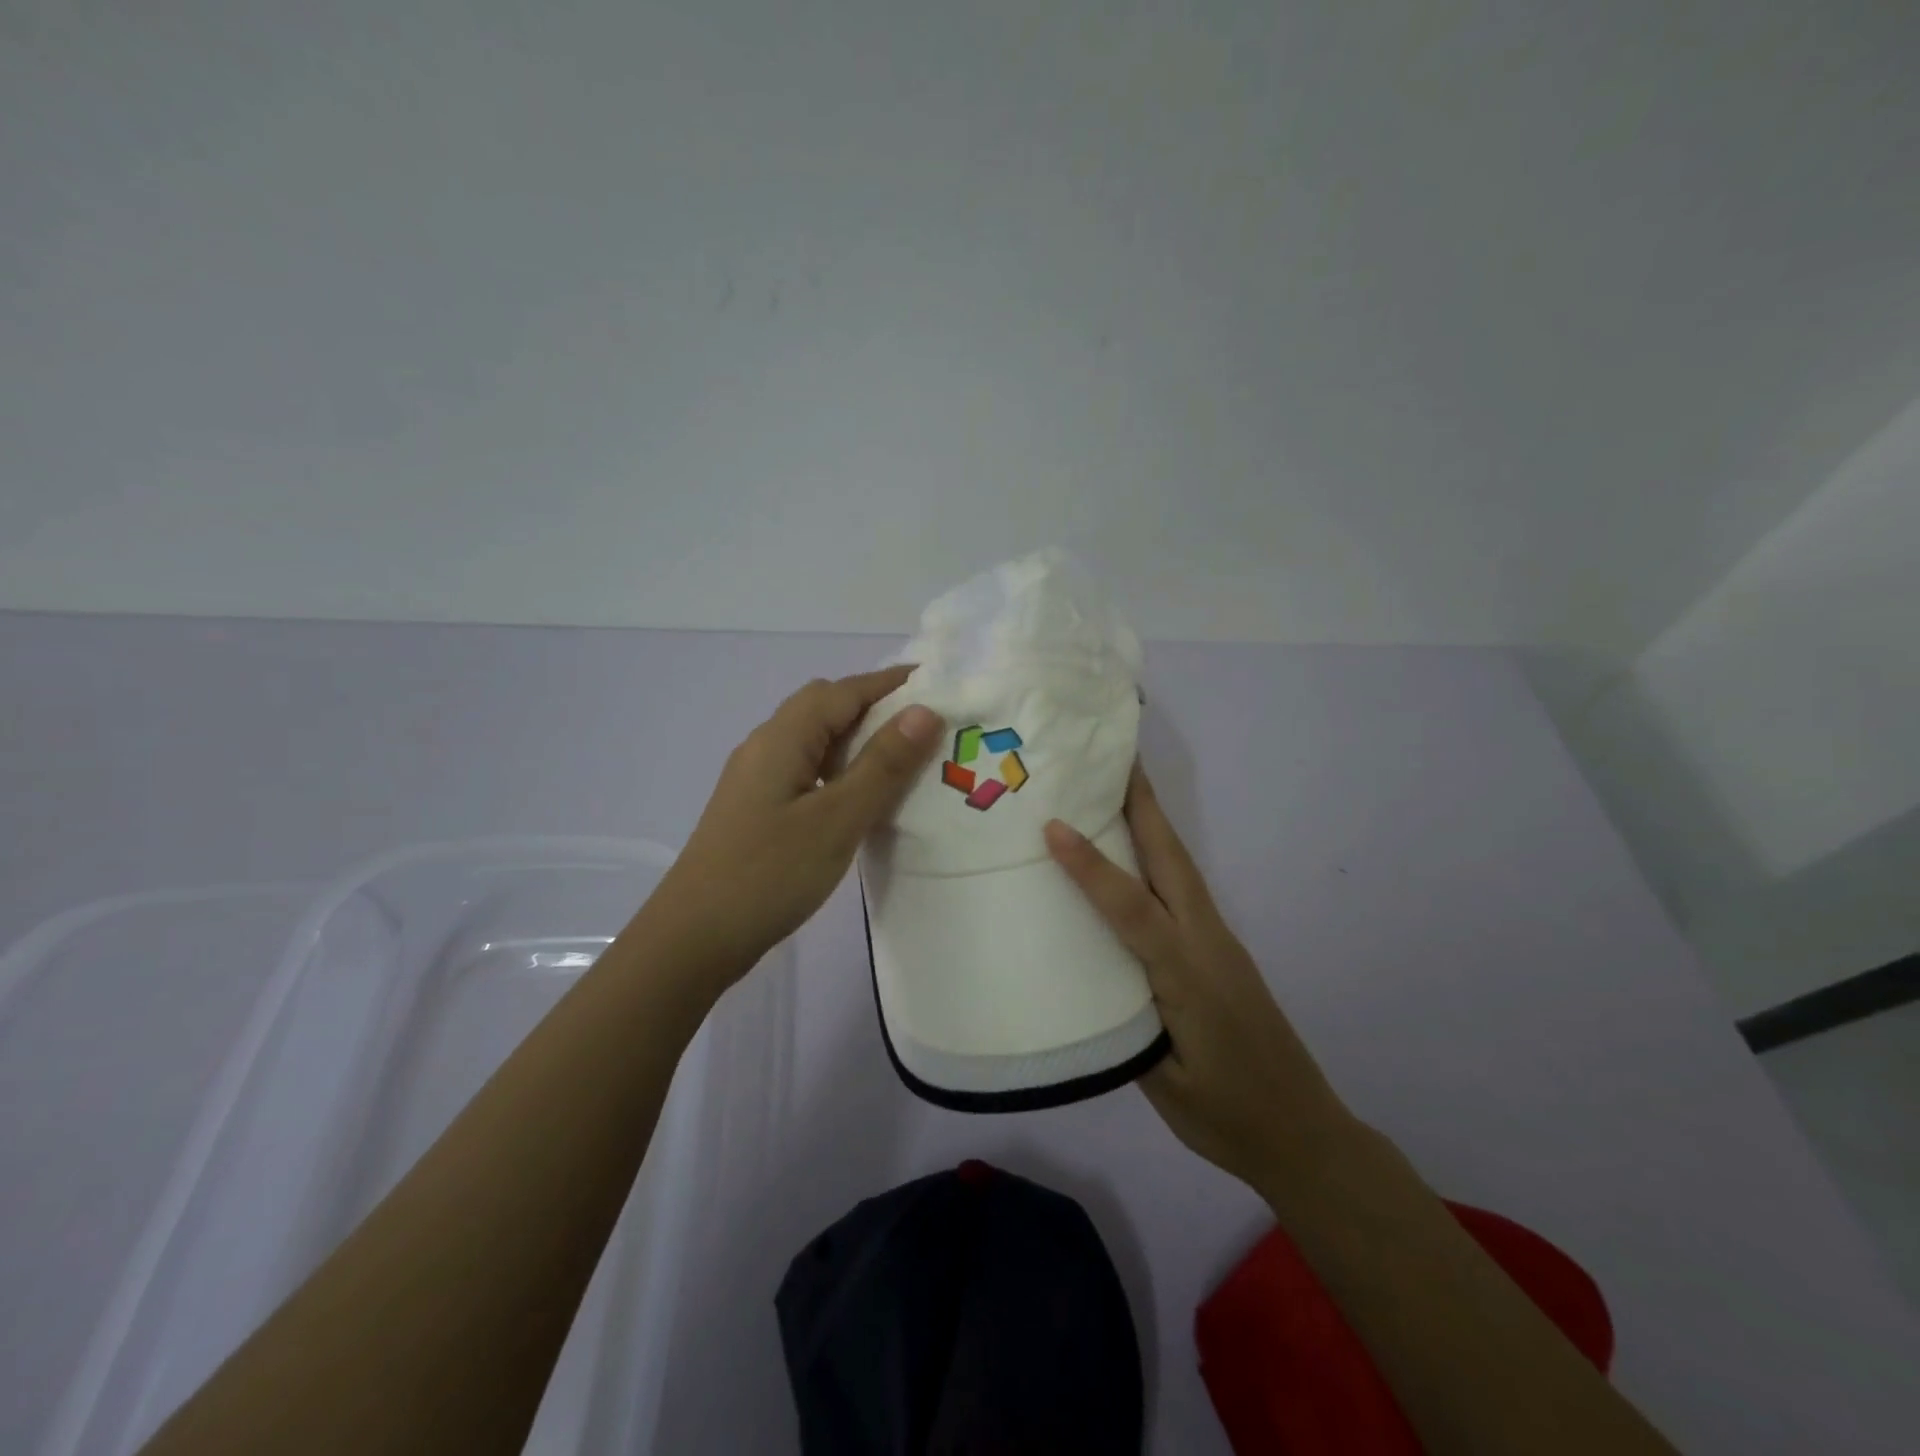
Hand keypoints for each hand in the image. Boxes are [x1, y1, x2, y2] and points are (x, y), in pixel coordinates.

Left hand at [655, 667, 942, 980]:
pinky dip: (839, 769)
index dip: (889, 682)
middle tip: (923, 726)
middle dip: (873, 706)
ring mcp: (756, 779)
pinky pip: (805, 770)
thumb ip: (883, 764)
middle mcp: (765, 746)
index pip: (843, 690)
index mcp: (782, 737)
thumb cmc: (769, 874)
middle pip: (824, 707)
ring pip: (814, 740)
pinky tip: (859, 798)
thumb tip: (924, 711)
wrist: (693, 938)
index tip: (936, 683)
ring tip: (901, 760)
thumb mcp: (837, 819)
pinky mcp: (756, 809)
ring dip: (856, 740)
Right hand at [1043, 767, 1356, 1191]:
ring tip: (1121, 788)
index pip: (1132, 908)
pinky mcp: (1221, 951)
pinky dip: (1160, 855)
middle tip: (1115, 759)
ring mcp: (1219, 942)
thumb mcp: (1162, 1082)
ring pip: (1181, 868)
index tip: (1054, 826)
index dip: (1091, 866)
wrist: (1304, 1134)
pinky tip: (1138, 855)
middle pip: (1172, 860)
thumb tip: (1088, 974)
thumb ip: (1125, 1022)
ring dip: (1153, 823)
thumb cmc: (1227, 1116)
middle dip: (1144, 806)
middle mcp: (1206, 943)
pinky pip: (1184, 889)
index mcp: (1187, 975)